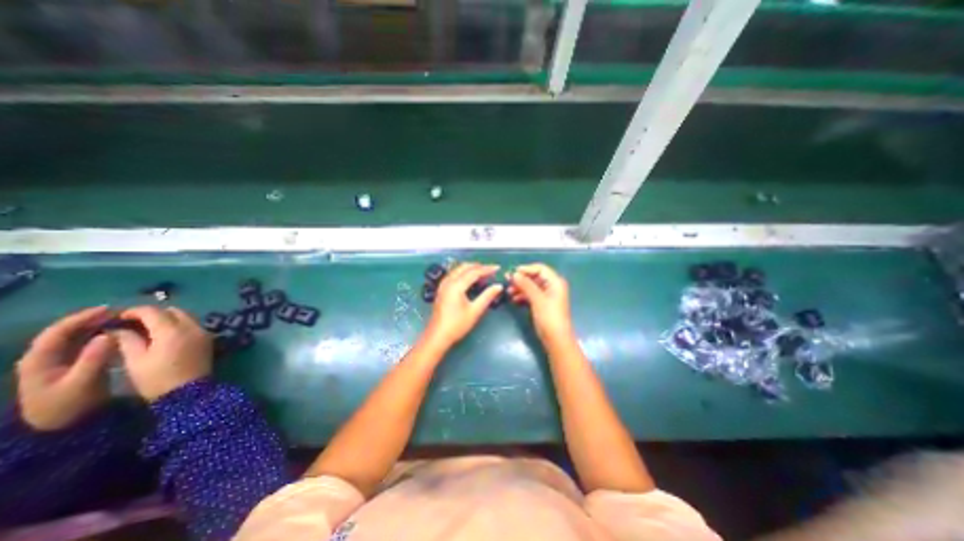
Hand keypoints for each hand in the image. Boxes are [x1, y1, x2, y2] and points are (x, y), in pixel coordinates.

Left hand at [15, 310, 116, 430]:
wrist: (62, 427)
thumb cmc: (70, 404)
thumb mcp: (82, 382)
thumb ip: (94, 358)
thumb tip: (108, 334)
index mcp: (40, 360)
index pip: (59, 331)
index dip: (83, 317)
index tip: (111, 309)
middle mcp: (45, 357)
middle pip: (67, 332)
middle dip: (93, 320)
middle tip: (122, 313)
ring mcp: (57, 362)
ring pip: (76, 337)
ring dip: (98, 326)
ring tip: (123, 320)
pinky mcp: (71, 366)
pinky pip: (84, 344)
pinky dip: (100, 335)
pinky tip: (118, 333)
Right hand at [113, 305, 211, 401]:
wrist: (189, 392)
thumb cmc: (157, 378)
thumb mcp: (135, 361)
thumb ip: (127, 340)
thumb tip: (118, 329)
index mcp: (172, 330)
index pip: (153, 311)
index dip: (134, 311)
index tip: (118, 317)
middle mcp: (192, 327)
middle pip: (173, 311)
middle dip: (153, 313)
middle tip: (133, 323)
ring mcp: (203, 332)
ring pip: (185, 316)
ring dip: (168, 318)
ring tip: (148, 328)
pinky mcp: (208, 339)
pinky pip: (193, 324)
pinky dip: (179, 324)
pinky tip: (165, 335)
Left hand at [426, 263, 505, 349]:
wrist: (438, 336)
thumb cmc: (457, 325)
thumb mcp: (475, 311)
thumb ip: (487, 296)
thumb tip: (499, 286)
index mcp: (456, 285)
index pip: (474, 272)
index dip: (487, 269)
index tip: (498, 268)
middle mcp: (448, 281)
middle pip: (465, 267)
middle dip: (479, 266)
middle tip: (491, 271)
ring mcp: (443, 285)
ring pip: (458, 269)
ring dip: (471, 269)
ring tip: (483, 274)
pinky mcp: (441, 289)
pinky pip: (454, 274)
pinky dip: (464, 273)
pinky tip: (470, 280)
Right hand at [507, 265, 574, 343]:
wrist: (556, 339)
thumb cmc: (549, 317)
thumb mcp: (537, 299)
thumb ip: (526, 285)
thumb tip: (514, 274)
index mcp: (555, 282)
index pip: (540, 268)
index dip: (526, 269)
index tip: (512, 273)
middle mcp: (553, 286)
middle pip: (535, 277)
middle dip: (522, 279)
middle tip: (508, 282)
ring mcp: (548, 296)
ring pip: (532, 286)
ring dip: (521, 288)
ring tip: (509, 292)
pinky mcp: (543, 304)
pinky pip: (532, 295)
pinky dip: (523, 296)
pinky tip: (514, 300)